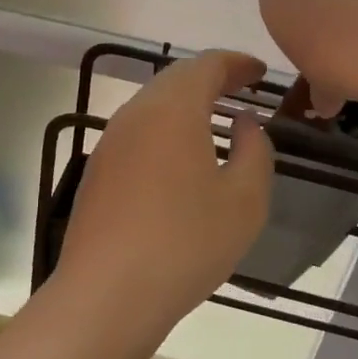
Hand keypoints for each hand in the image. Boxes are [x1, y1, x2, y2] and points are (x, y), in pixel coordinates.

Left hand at [56, 50, 274, 344]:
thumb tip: (244, 123)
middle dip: (211, 78)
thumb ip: (254, 150)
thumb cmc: (186, 243)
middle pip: (176, 78)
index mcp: (173, 109)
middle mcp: (136, 113)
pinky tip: (180, 159)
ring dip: (186, 103)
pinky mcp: (98, 170)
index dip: (237, 63)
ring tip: (214, 121)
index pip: (207, 64)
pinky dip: (165, 129)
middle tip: (241, 90)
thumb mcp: (245, 200)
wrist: (106, 295)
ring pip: (153, 104)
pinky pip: (138, 132)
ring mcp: (111, 141)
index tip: (259, 73)